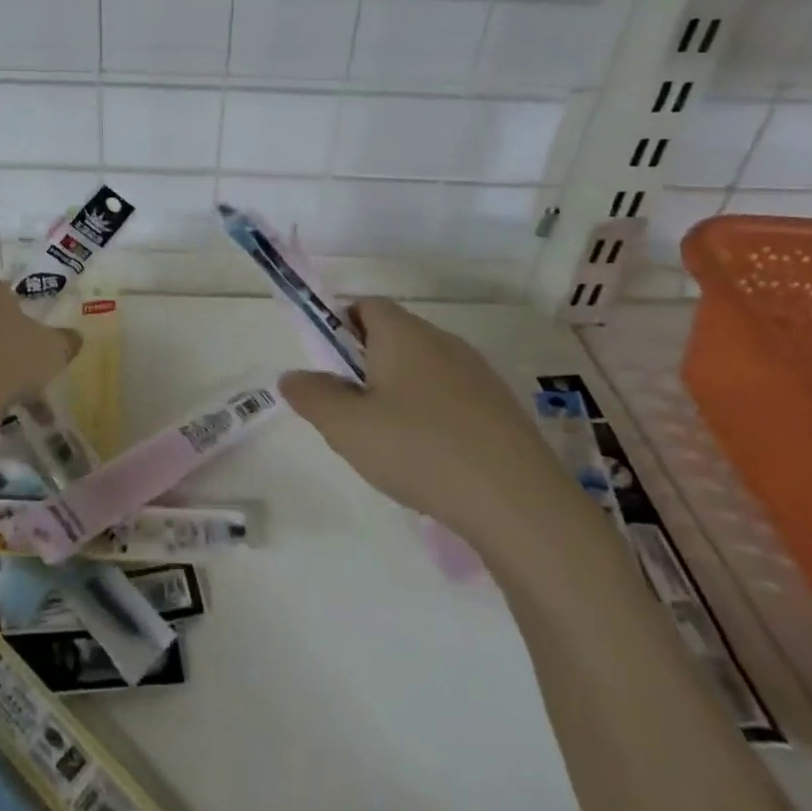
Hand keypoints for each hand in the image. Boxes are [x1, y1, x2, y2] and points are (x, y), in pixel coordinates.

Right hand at [280, 300, 573, 547]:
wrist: (519, 504)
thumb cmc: (419, 450)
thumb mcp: (346, 427)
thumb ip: (312, 396)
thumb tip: (292, 376)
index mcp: (403, 333)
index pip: (365, 306)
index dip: (340, 328)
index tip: (331, 369)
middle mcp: (442, 341)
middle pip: (394, 336)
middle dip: (367, 365)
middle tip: (354, 412)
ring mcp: (479, 374)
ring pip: (424, 368)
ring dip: (401, 392)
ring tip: (392, 442)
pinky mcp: (503, 408)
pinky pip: (453, 397)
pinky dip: (434, 416)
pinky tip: (433, 460)